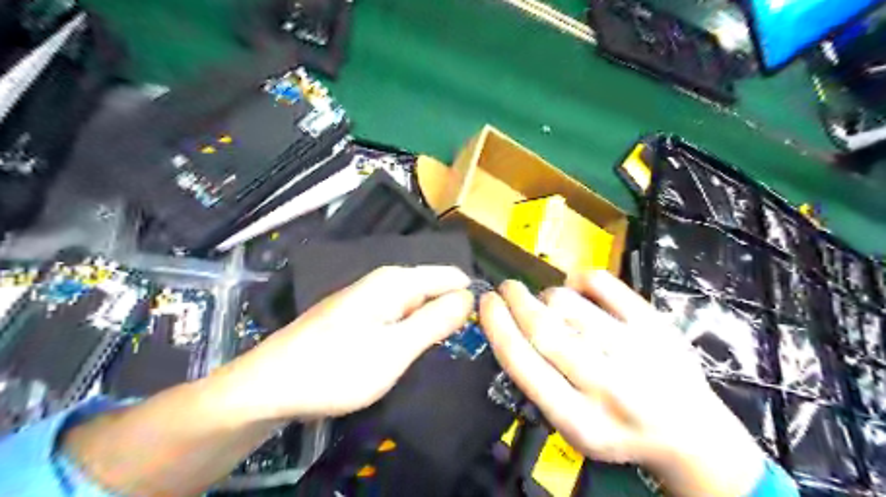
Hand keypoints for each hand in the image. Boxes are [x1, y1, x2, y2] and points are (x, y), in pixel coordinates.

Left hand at [214, 265, 474, 421]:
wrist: (271, 386)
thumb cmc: (337, 368)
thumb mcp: (396, 349)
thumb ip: (436, 320)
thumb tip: (470, 296)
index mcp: (397, 281)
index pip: (452, 277)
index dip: (469, 301)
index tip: (481, 332)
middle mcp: (385, 281)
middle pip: (435, 289)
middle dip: (450, 315)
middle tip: (459, 350)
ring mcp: (370, 298)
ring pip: (417, 305)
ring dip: (431, 326)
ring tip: (437, 355)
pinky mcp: (360, 315)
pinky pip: (400, 317)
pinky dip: (411, 333)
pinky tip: (409, 353)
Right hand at [482, 271, 764, 496]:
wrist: (690, 433)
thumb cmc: (619, 429)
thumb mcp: (571, 428)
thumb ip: (537, 383)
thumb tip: (508, 327)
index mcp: (578, 419)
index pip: (522, 361)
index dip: (496, 324)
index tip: (486, 303)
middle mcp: (606, 385)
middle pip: (542, 326)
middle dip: (514, 299)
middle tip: (506, 288)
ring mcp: (634, 348)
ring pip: (566, 301)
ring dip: (547, 296)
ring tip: (551, 304)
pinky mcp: (653, 322)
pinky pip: (599, 281)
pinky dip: (578, 280)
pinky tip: (579, 292)